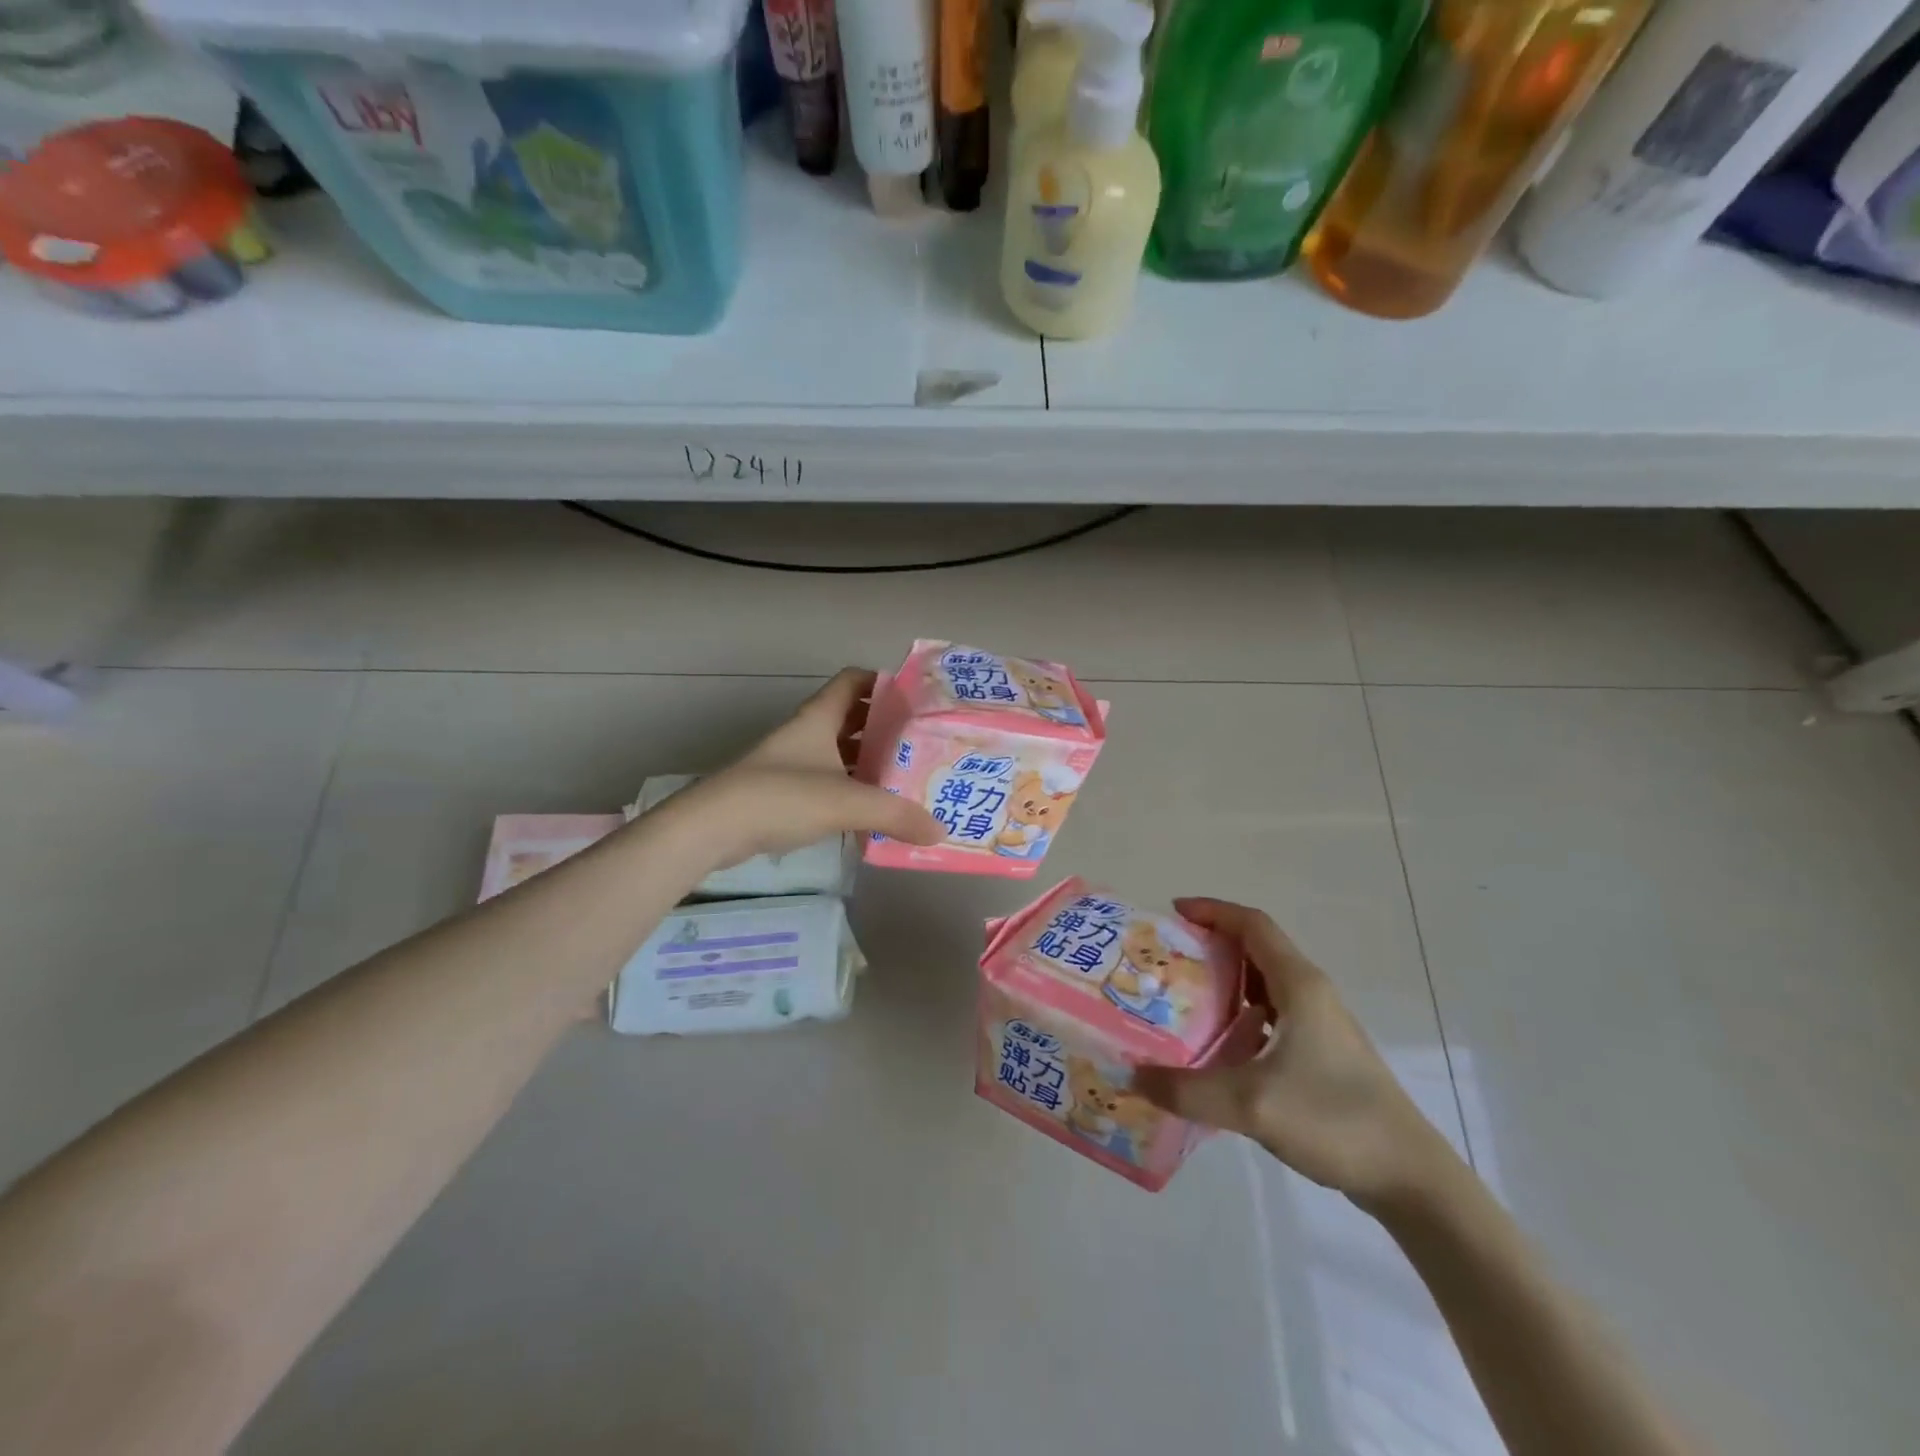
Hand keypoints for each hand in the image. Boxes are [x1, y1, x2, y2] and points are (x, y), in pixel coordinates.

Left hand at [674, 668, 943, 868]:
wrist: (713, 827)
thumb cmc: (781, 796)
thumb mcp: (846, 802)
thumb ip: (895, 814)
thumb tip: (939, 830)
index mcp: (818, 718)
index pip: (854, 681)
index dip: (884, 683)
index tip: (916, 701)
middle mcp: (806, 734)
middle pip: (851, 719)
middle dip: (885, 730)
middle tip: (920, 746)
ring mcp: (791, 764)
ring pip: (838, 754)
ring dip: (867, 763)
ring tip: (905, 780)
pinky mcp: (782, 794)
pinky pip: (826, 783)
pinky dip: (849, 792)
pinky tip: (871, 812)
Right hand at [1135, 898, 1456, 1209]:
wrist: (1409, 1178)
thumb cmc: (1334, 1120)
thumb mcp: (1252, 1105)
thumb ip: (1186, 1090)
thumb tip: (1132, 1076)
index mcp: (1299, 985)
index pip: (1252, 924)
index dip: (1213, 910)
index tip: (1172, 912)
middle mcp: (1311, 994)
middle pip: (1256, 949)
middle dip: (1211, 944)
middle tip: (1167, 958)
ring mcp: (1320, 1025)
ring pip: (1265, 984)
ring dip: (1226, 981)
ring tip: (1182, 997)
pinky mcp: (1322, 1054)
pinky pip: (1272, 1015)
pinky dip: (1241, 1015)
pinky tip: (1217, 1045)